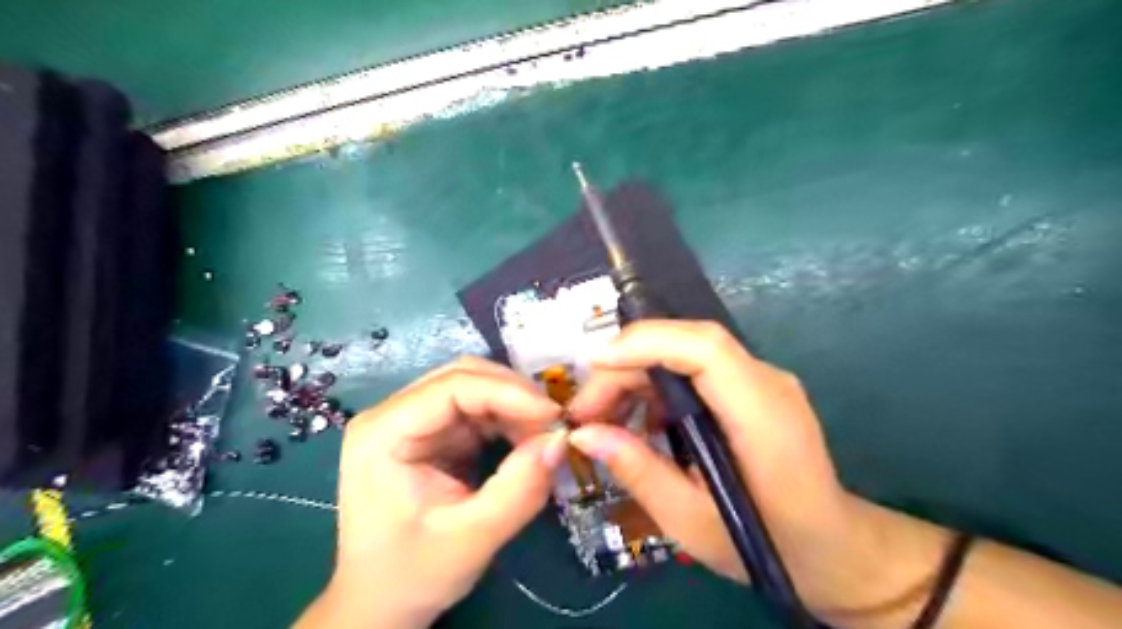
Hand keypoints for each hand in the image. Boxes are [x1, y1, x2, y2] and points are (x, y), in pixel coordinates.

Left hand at [296, 357, 564, 627]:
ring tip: (544, 435)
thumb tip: (560, 441)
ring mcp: (413, 421)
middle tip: (554, 422)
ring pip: (475, 388)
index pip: (452, 387)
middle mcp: (393, 414)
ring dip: (514, 406)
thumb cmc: (411, 575)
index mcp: (383, 432)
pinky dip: (508, 420)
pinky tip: (527, 440)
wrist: (381, 603)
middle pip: (463, 377)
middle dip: (514, 394)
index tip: (554, 414)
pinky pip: (478, 410)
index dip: (508, 392)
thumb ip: (519, 490)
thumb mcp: (471, 539)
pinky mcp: (432, 433)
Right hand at [571, 321, 895, 616]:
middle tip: (585, 411)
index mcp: (763, 416)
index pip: (705, 348)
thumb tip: (583, 433)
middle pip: (685, 345)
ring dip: (635, 376)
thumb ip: (638, 471)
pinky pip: (693, 370)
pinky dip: (656, 387)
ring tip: (602, 419)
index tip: (593, 363)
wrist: (831, 547)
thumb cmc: (768, 545)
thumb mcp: (692, 521)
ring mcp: (760, 380)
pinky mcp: (749, 388)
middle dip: (625, 367)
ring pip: (683, 353)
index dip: (646, 343)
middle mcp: (766, 382)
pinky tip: (638, 424)